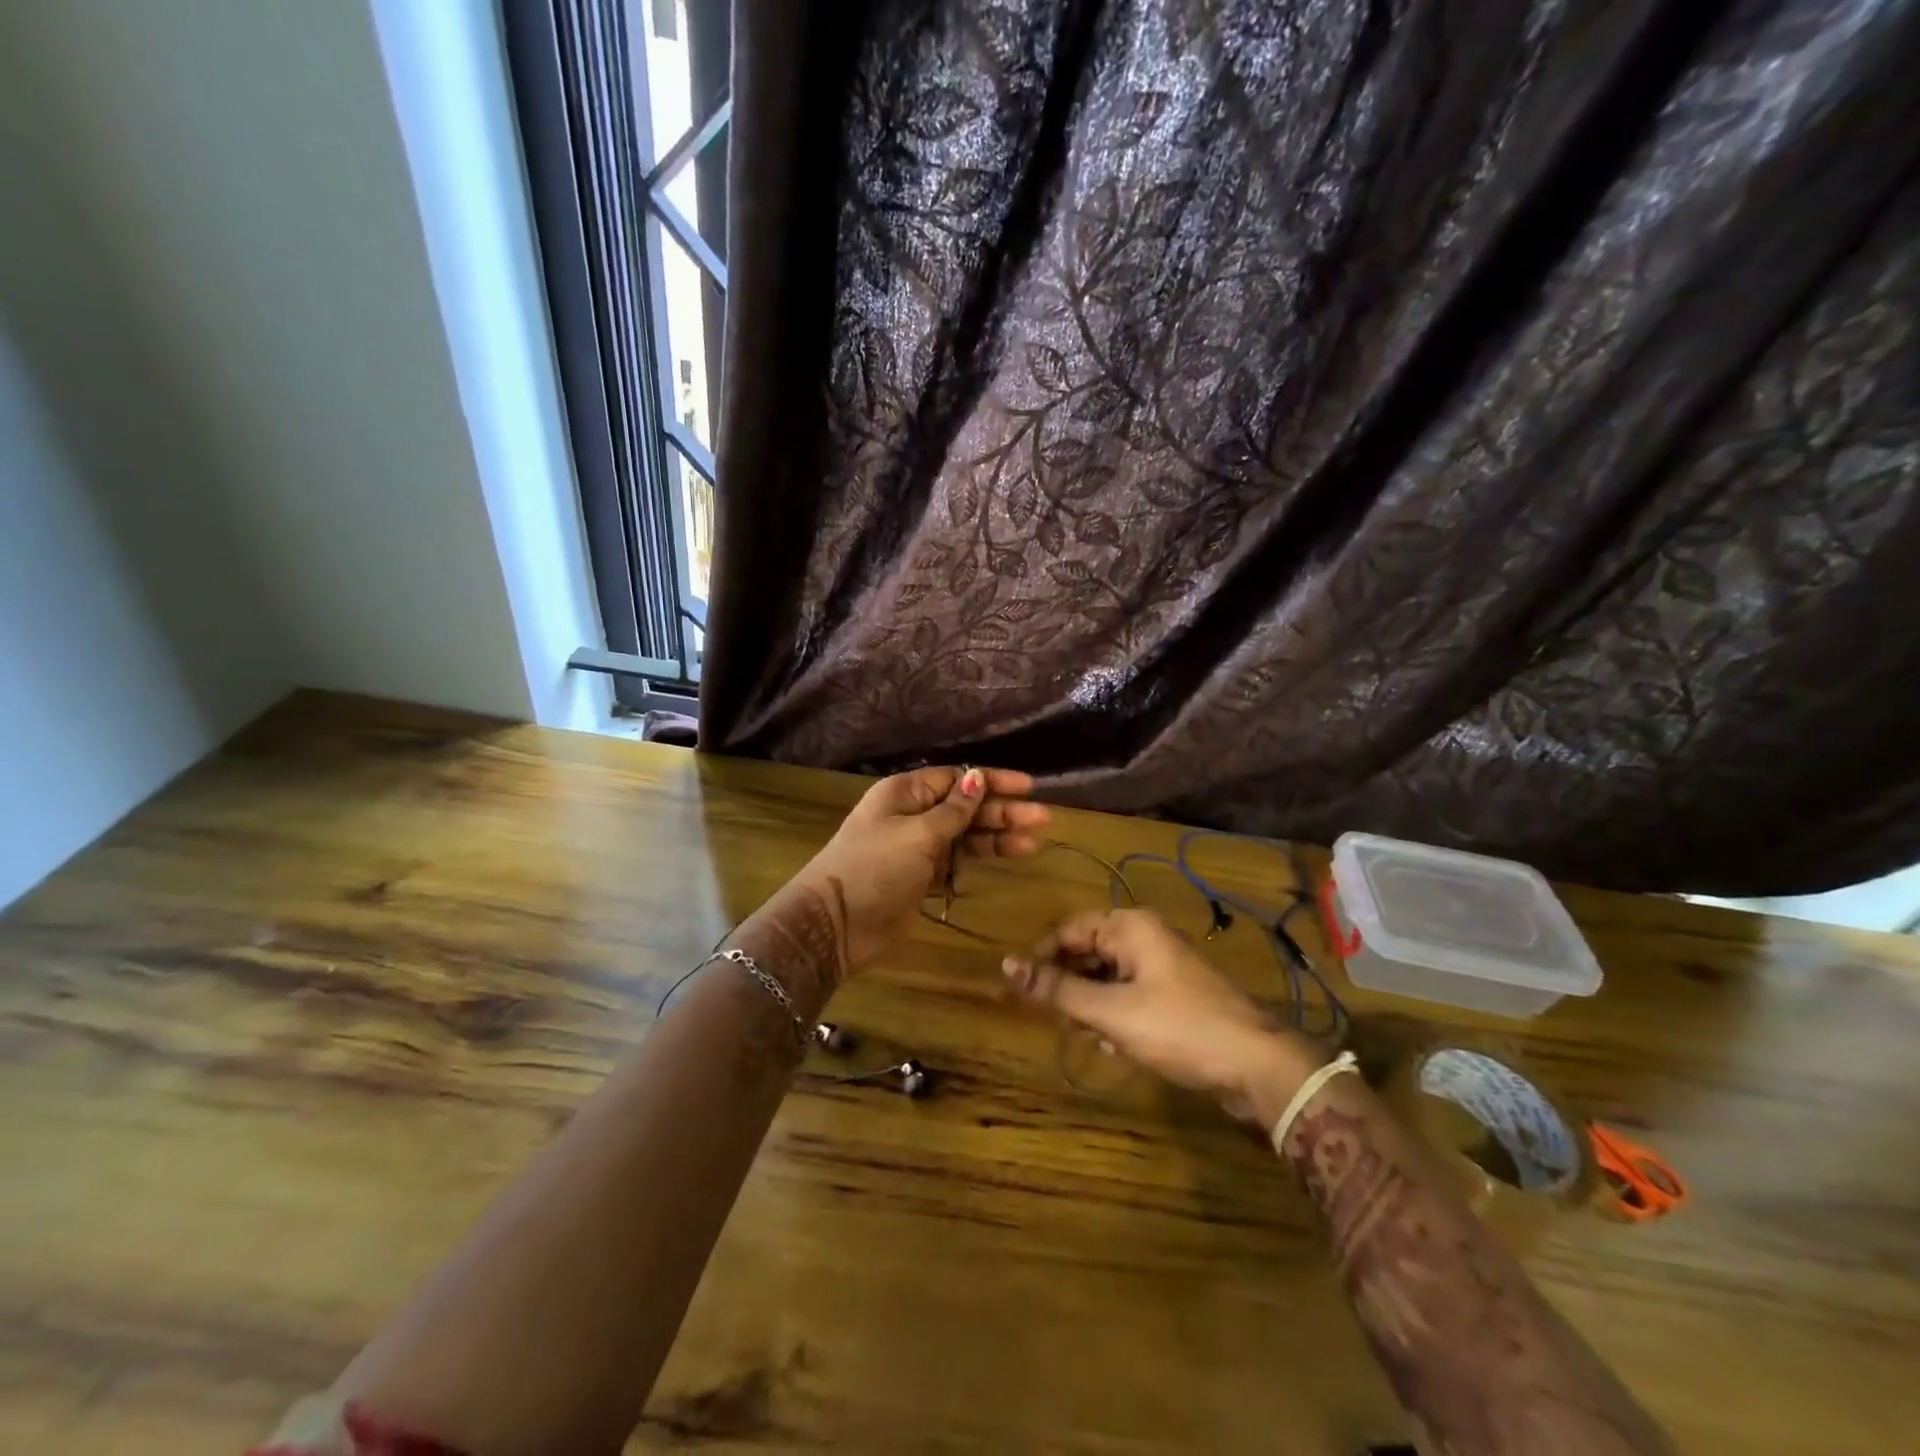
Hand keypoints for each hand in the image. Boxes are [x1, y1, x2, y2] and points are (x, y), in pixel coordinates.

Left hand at [784, 766, 1048, 980]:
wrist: (835, 924)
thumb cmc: (874, 867)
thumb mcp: (917, 834)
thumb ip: (953, 810)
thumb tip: (977, 777)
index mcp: (906, 793)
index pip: (956, 778)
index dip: (992, 781)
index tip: (1028, 786)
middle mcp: (913, 814)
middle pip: (965, 806)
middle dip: (1002, 811)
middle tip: (1043, 819)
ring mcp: (917, 847)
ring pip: (965, 834)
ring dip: (997, 835)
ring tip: (1034, 840)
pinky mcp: (921, 876)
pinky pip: (957, 859)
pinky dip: (980, 857)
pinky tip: (1008, 855)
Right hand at [1001, 908, 1325, 1123]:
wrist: (1256, 1065)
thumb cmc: (1178, 1027)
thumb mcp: (1110, 1011)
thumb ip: (1057, 990)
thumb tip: (1006, 966)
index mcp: (1130, 926)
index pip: (1069, 929)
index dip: (1042, 958)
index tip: (1021, 990)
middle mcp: (1145, 936)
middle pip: (1088, 950)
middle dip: (1068, 983)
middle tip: (1052, 1017)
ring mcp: (1163, 965)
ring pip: (1107, 974)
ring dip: (1089, 1002)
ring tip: (1082, 1032)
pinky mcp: (1174, 993)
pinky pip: (1129, 992)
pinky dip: (1113, 1012)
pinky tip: (1111, 1042)